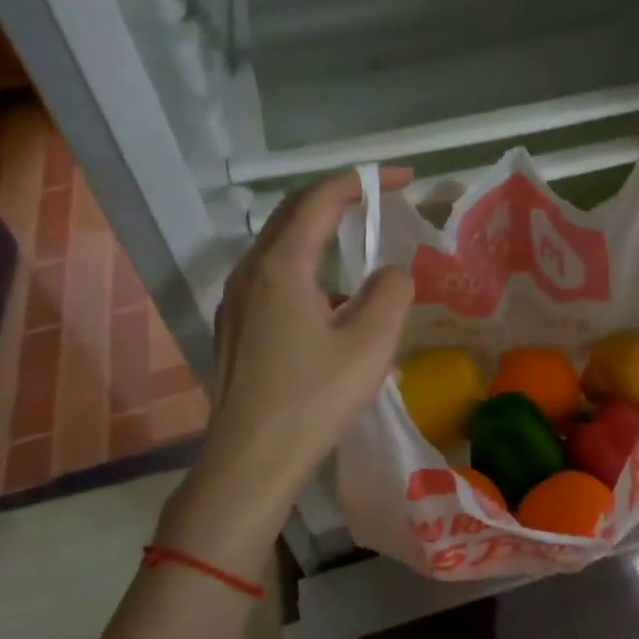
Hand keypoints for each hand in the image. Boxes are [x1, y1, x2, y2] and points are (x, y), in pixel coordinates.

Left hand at [155, 169, 413, 553]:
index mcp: (281, 266)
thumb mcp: (371, 343)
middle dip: (341, 199)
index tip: (402, 179)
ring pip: (283, 248)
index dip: (363, 180)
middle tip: (382, 200)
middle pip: (295, 214)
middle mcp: (250, 272)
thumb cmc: (314, 399)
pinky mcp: (236, 327)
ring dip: (324, 238)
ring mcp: (237, 300)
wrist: (251, 460)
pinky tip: (335, 311)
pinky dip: (310, 272)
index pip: (321, 198)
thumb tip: (390, 274)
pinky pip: (276, 280)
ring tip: (364, 258)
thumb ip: (392, 292)